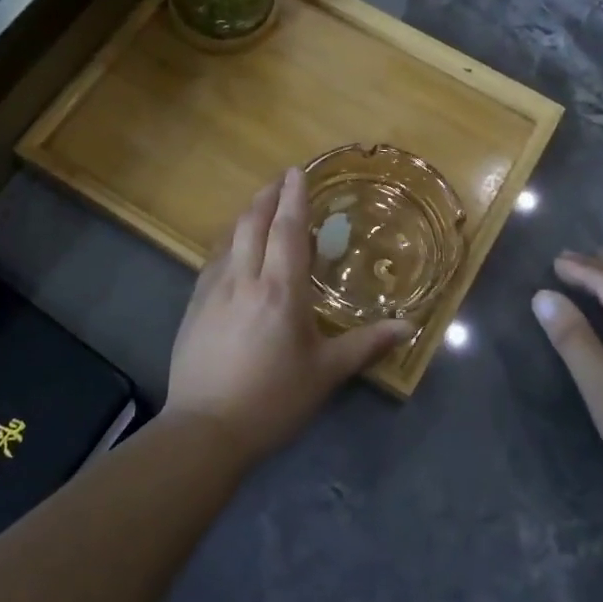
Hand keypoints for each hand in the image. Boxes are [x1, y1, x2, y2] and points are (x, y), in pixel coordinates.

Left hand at [166, 168, 410, 462]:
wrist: (205, 430)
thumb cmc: (273, 400)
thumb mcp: (325, 373)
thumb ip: (366, 345)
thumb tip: (408, 327)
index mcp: (280, 290)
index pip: (287, 230)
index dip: (294, 198)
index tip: (297, 171)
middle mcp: (244, 279)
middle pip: (252, 223)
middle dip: (267, 196)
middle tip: (281, 181)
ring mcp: (212, 291)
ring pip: (229, 238)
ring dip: (246, 216)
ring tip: (260, 208)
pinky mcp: (193, 307)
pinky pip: (213, 261)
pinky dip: (228, 243)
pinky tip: (232, 251)